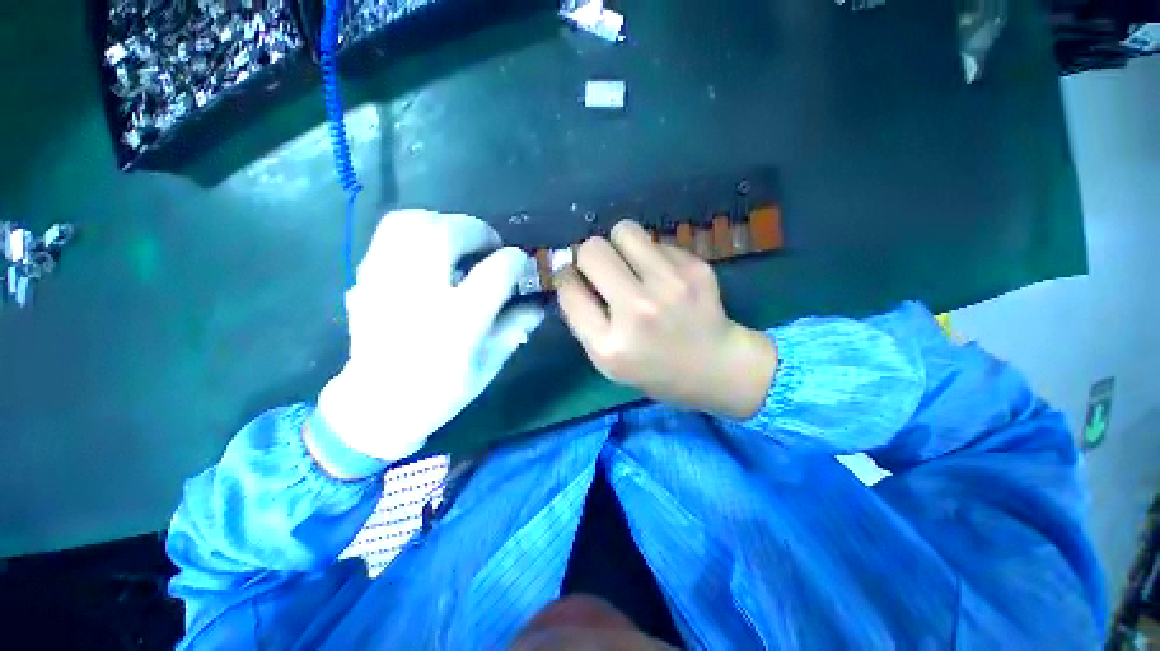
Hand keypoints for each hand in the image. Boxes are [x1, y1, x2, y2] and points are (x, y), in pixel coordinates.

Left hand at [316, 209, 543, 468]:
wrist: (377, 405)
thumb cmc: (441, 391)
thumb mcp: (489, 364)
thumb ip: (515, 328)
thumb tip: (538, 303)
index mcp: (458, 321)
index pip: (495, 272)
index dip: (515, 260)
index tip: (520, 262)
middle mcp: (420, 294)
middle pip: (448, 233)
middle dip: (478, 230)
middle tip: (489, 245)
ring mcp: (386, 282)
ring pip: (411, 223)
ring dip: (444, 223)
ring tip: (458, 241)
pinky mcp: (366, 279)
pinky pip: (388, 234)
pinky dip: (415, 230)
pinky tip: (429, 251)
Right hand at [556, 220, 776, 418]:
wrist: (715, 367)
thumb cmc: (653, 369)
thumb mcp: (606, 361)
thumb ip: (582, 319)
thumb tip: (570, 274)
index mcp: (609, 344)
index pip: (569, 289)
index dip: (566, 279)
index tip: (576, 280)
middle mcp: (638, 310)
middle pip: (592, 250)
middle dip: (589, 256)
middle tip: (603, 271)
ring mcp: (671, 285)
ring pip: (624, 230)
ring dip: (619, 245)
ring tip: (631, 266)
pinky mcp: (696, 268)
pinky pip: (656, 241)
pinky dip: (652, 256)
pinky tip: (663, 278)